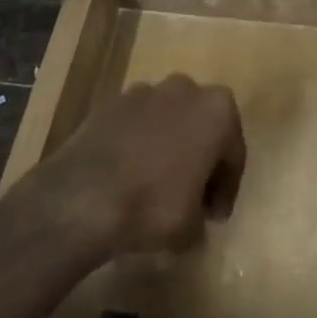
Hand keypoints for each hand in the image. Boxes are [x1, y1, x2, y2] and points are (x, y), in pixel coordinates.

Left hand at [28, 73, 245, 257]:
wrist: (83, 196)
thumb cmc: (153, 205)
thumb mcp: (191, 228)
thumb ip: (200, 218)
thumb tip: (194, 223)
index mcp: (218, 111)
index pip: (233, 152)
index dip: (226, 188)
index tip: (215, 216)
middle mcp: (186, 90)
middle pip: (201, 126)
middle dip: (200, 157)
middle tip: (192, 195)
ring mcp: (145, 91)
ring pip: (168, 120)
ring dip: (168, 145)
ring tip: (156, 184)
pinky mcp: (110, 102)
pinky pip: (136, 124)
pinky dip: (138, 144)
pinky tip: (128, 175)